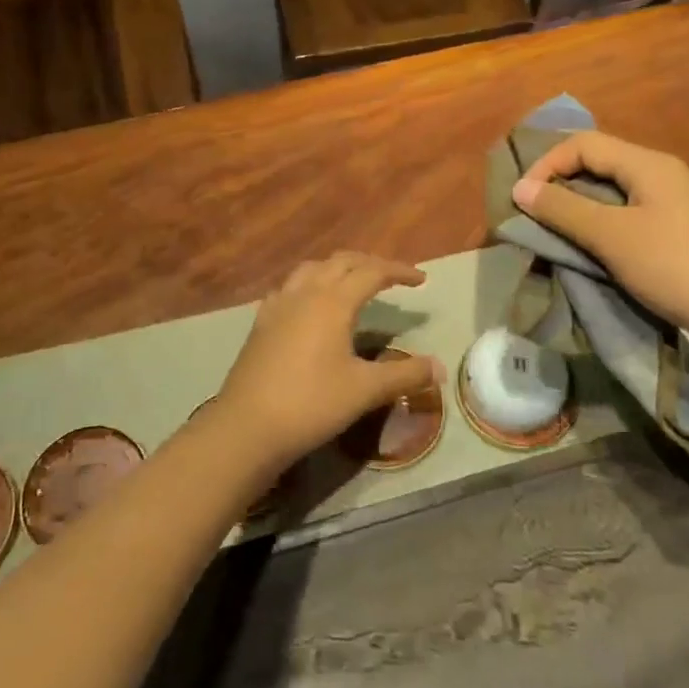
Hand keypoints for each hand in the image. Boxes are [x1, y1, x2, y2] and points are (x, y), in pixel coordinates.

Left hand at [216, 253, 442, 470]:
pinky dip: (309, 283)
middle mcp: (305, 292)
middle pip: (341, 261)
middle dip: (370, 263)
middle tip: (392, 277)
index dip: (399, 271)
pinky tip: (310, 303)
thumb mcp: (365, 390)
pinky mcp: (261, 322)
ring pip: (312, 269)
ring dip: (337, 268)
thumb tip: (440, 368)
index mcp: (333, 301)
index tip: (422, 279)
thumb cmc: (312, 403)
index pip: (372, 272)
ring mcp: (278, 305)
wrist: (248, 425)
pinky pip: (289, 287)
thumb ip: (405, 375)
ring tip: (353, 282)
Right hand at [512, 131, 688, 349]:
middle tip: (535, 217)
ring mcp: (679, 205)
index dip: (546, 164)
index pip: (583, 144)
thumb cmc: (679, 268)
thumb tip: (521, 189)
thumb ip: (564, 210)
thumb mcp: (612, 237)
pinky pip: (634, 217)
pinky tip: (598, 253)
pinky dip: (606, 228)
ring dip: (582, 209)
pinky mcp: (686, 233)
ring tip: (559, 236)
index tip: (523, 200)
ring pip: (616, 194)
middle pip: (600, 165)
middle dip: (561, 186)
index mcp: (649, 165)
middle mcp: (665, 175)